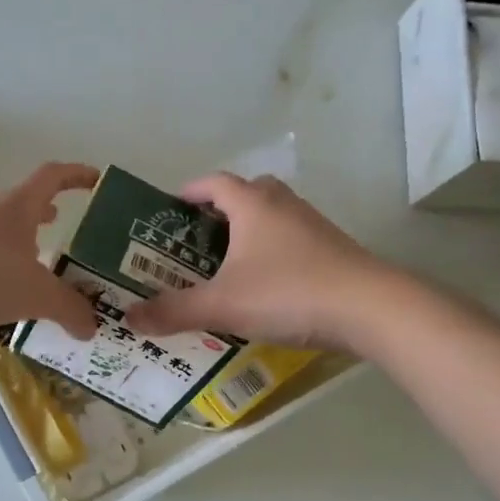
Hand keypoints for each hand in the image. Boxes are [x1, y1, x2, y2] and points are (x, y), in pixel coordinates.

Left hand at [0, 162, 100, 340]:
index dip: (76, 175)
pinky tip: (16, 297)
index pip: (53, 177)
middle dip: (52, 214)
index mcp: (19, 208)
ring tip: (49, 268)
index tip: (97, 181)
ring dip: (29, 246)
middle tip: (74, 233)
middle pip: (28, 205)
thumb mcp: (37, 294)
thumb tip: (92, 327)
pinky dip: (8, 273)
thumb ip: (69, 309)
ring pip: (8, 237)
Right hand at [124, 173, 383, 348]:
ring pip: (273, 215)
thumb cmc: (287, 292)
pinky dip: (274, 250)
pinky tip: (267, 283)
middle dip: (221, 210)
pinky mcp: (333, 249)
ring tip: (229, 262)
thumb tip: (130, 317)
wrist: (370, 308)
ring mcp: (313, 225)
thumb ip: (174, 311)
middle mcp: (283, 205)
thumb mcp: (222, 304)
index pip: (214, 183)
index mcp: (252, 204)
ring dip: (250, 229)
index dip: (190, 191)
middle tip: (199, 238)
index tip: (171, 207)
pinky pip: (293, 239)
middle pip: (247, 192)